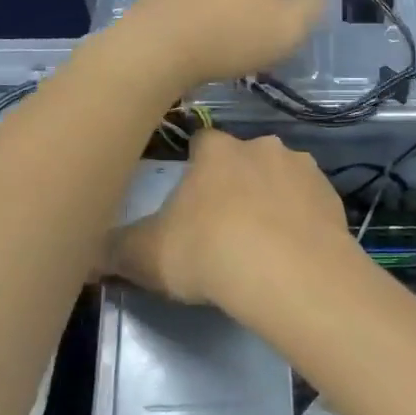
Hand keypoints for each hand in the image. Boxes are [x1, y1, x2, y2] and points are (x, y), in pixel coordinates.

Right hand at [104, 129, 346, 308]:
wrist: (289, 272)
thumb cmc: (209, 252)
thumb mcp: (145, 256)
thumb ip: (112, 250)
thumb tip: (82, 255)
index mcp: (218, 150)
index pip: (201, 141)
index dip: (193, 167)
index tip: (189, 195)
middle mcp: (264, 146)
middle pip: (244, 159)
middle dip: (236, 183)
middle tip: (224, 224)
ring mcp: (304, 169)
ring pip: (282, 178)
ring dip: (273, 199)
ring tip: (263, 241)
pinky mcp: (333, 197)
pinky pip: (310, 203)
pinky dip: (301, 219)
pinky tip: (293, 250)